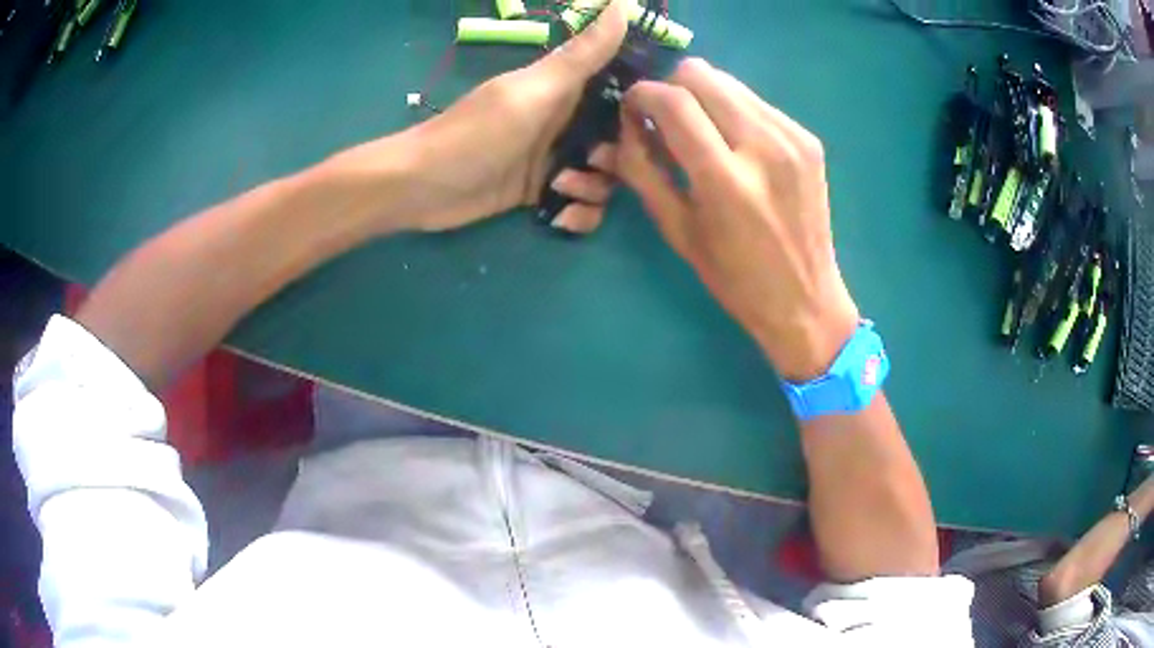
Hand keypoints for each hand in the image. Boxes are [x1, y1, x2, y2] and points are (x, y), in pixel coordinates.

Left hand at [382, 0, 629, 233]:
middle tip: (589, 162)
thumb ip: (581, 55)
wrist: (421, 188)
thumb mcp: (533, 90)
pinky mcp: (543, 194)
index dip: (640, 108)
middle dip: (617, 159)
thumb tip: (622, 5)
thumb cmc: (476, 133)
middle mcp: (567, 123)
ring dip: (594, 190)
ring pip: (606, 178)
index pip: (622, 92)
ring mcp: (555, 160)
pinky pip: (583, 206)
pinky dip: (579, 215)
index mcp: (567, 91)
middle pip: (621, 142)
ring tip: (560, 189)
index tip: (642, 125)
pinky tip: (559, 217)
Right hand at [616, 59, 859, 380]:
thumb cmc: (734, 278)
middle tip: (665, 117)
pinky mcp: (809, 140)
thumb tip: (628, 124)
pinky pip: (756, 102)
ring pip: (730, 82)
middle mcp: (763, 147)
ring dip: (704, 96)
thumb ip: (644, 169)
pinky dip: (734, 111)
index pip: (673, 102)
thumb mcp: (676, 229)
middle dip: (672, 87)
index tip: (632, 107)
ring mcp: (792, 139)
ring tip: (701, 131)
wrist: (805, 299)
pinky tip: (735, 144)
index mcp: (725, 180)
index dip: (643, 94)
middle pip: (702, 74)